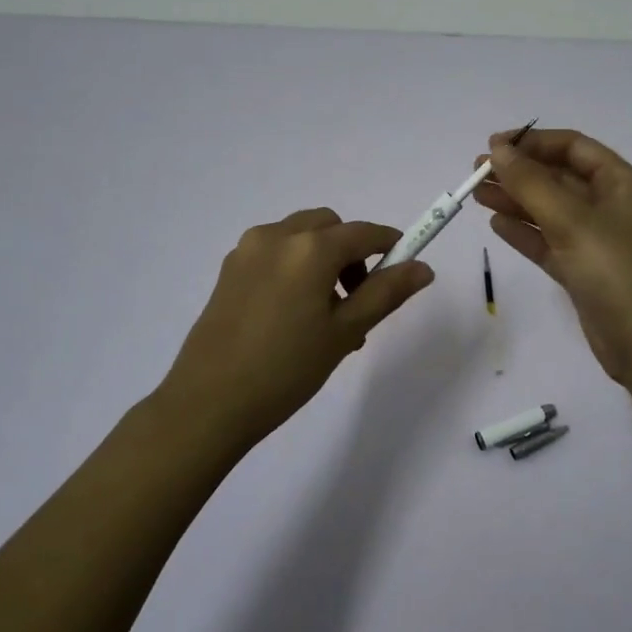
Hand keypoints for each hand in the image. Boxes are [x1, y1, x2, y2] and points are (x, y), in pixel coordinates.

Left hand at [158, 209, 433, 444]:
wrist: (208, 404)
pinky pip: (275, 253)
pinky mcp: (229, 270)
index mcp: (310, 248)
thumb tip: (423, 268)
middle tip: (356, 299)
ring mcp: (247, 251)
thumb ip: (386, 293)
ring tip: (325, 314)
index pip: (364, 232)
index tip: (402, 268)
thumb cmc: (286, 369)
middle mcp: (277, 236)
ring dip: (322, 259)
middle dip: (351, 252)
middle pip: (329, 227)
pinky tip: (293, 314)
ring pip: (300, 237)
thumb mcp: (344, 332)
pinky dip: (295, 266)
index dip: (390, 245)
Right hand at [473, 128, 631, 386]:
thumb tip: (498, 149)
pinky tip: (497, 225)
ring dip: (515, 200)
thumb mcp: (572, 220)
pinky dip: (524, 232)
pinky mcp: (583, 270)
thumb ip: (531, 183)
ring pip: (549, 210)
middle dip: (518, 172)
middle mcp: (609, 205)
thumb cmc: (615, 270)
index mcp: (620, 182)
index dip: (533, 142)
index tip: (493, 146)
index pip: (573, 147)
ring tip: (476, 195)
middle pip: (558, 177)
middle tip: (476, 172)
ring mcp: (596, 240)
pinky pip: (549, 242)